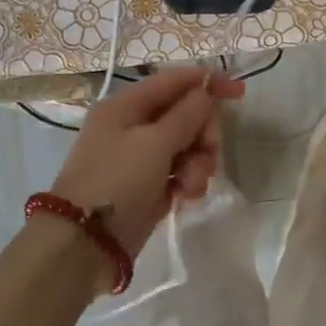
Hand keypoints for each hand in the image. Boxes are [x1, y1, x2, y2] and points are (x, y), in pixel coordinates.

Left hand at [50, 65, 243, 256]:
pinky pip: (180, 172)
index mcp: (126, 105)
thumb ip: (186, 115)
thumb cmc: (117, 181)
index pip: (174, 81)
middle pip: (185, 114)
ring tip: (191, 184)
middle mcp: (133, 126)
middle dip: (203, 132)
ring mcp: (140, 157)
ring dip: (198, 162)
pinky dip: (188, 181)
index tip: (240, 93)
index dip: (208, 82)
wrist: (85, 244)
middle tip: (210, 151)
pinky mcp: (149, 185)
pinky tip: (186, 197)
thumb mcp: (154, 143)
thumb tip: (205, 91)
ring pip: (187, 145)